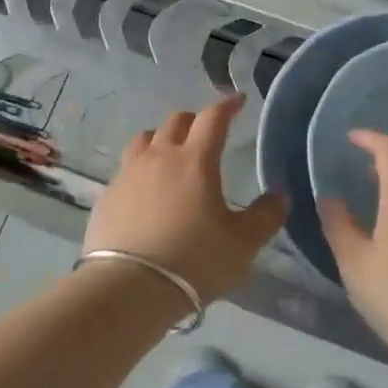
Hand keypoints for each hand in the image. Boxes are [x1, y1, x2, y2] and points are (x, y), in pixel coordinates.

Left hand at [83, 97, 285, 303]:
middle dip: (195, 120)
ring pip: (146, 139)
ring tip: (171, 154)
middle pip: (176, 121)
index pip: (213, 118)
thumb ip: (265, 216)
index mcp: (195, 160)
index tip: (238, 101)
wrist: (128, 287)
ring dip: (162, 138)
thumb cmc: (194, 260)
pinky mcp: (108, 195)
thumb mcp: (243, 244)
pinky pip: (127, 169)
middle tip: (207, 132)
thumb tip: (279, 196)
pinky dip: (141, 169)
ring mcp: (129, 174)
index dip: (227, 106)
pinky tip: (146, 190)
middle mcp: (160, 157)